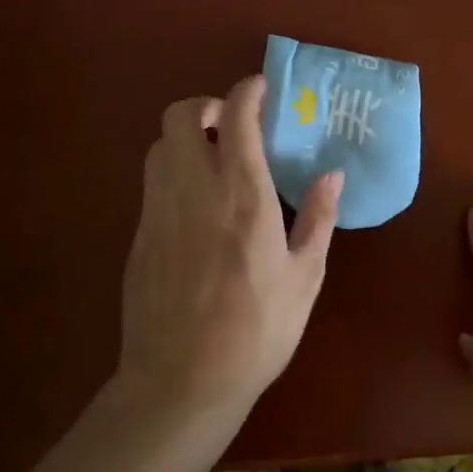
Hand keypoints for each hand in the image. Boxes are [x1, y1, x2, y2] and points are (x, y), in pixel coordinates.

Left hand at [116, 75, 342, 419]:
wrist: (180, 383)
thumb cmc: (255, 331)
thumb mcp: (304, 278)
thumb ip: (318, 218)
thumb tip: (332, 174)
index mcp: (243, 195)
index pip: (236, 116)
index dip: (247, 90)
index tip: (262, 89)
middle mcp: (195, 189)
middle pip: (181, 114)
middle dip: (205, 105)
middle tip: (231, 125)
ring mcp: (160, 209)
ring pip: (160, 143)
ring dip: (185, 137)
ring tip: (213, 160)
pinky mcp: (140, 232)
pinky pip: (152, 180)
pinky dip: (172, 170)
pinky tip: (195, 203)